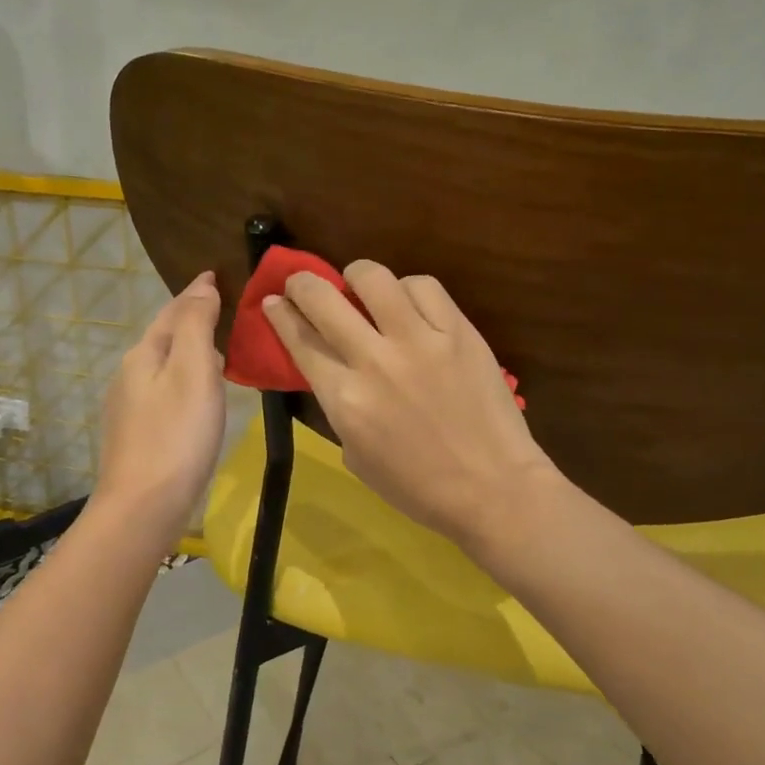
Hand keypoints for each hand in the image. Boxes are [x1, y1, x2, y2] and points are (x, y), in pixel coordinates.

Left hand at [94, 271, 226, 537]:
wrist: (143, 506)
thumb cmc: (176, 434)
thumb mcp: (193, 370)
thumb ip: (196, 325)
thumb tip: (201, 286)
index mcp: (143, 355)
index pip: (171, 312)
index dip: (195, 293)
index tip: (215, 275)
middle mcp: (129, 376)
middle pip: (163, 338)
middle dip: (190, 321)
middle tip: (224, 311)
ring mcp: (129, 409)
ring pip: (163, 367)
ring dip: (188, 353)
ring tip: (219, 352)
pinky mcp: (137, 436)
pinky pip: (164, 393)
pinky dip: (184, 382)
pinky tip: (199, 398)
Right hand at [263, 261, 558, 544]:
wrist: (492, 488)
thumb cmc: (419, 487)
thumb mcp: (357, 455)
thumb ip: (339, 407)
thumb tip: (333, 369)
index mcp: (344, 399)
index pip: (300, 340)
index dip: (279, 315)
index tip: (272, 301)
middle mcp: (374, 360)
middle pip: (323, 298)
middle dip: (302, 284)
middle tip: (303, 285)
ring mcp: (419, 340)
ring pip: (373, 278)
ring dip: (356, 277)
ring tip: (360, 286)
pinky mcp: (458, 331)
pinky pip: (424, 287)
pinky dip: (408, 289)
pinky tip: (408, 303)